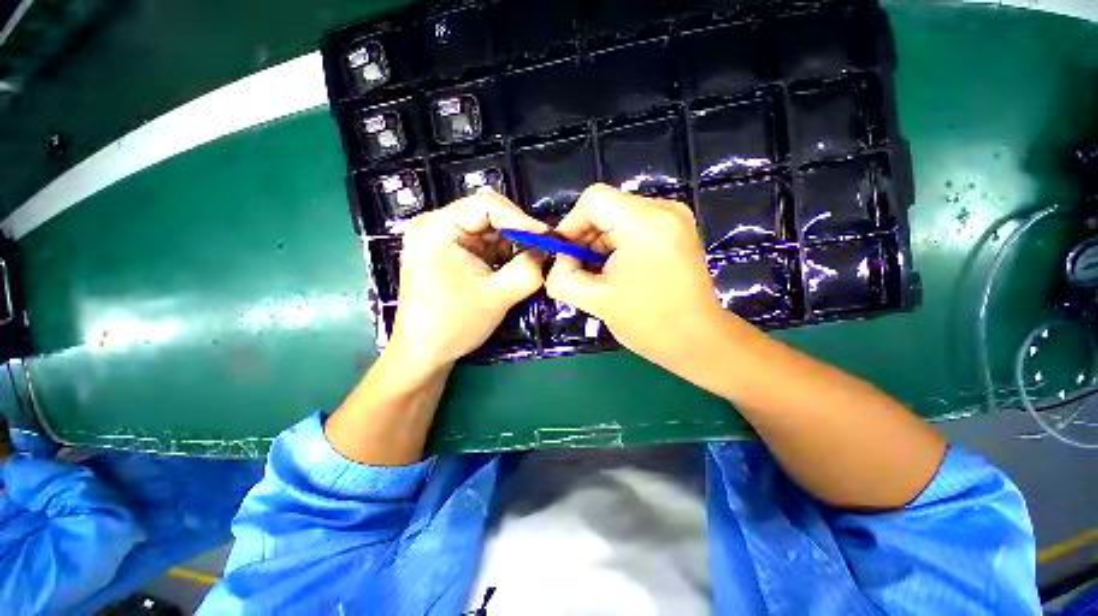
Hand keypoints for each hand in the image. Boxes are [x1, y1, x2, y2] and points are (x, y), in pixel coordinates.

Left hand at [388, 192, 547, 371]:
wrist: (424, 353)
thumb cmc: (454, 324)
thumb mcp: (498, 296)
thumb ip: (528, 270)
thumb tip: (548, 252)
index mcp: (437, 228)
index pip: (486, 205)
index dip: (521, 218)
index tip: (547, 237)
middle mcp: (435, 225)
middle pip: (486, 214)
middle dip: (517, 231)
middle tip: (543, 248)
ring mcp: (440, 239)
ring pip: (487, 229)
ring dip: (511, 243)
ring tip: (530, 260)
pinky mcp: (448, 253)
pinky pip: (481, 243)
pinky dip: (501, 253)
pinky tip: (511, 267)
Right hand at [546, 184, 731, 370]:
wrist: (698, 341)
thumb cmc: (649, 323)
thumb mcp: (595, 300)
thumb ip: (562, 277)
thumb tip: (559, 262)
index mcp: (645, 223)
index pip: (593, 199)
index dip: (571, 224)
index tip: (566, 255)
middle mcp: (664, 210)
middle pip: (606, 207)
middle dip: (585, 238)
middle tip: (580, 270)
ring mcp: (675, 218)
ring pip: (619, 217)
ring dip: (601, 244)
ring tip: (601, 274)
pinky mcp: (677, 230)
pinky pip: (635, 225)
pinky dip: (618, 245)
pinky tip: (618, 270)